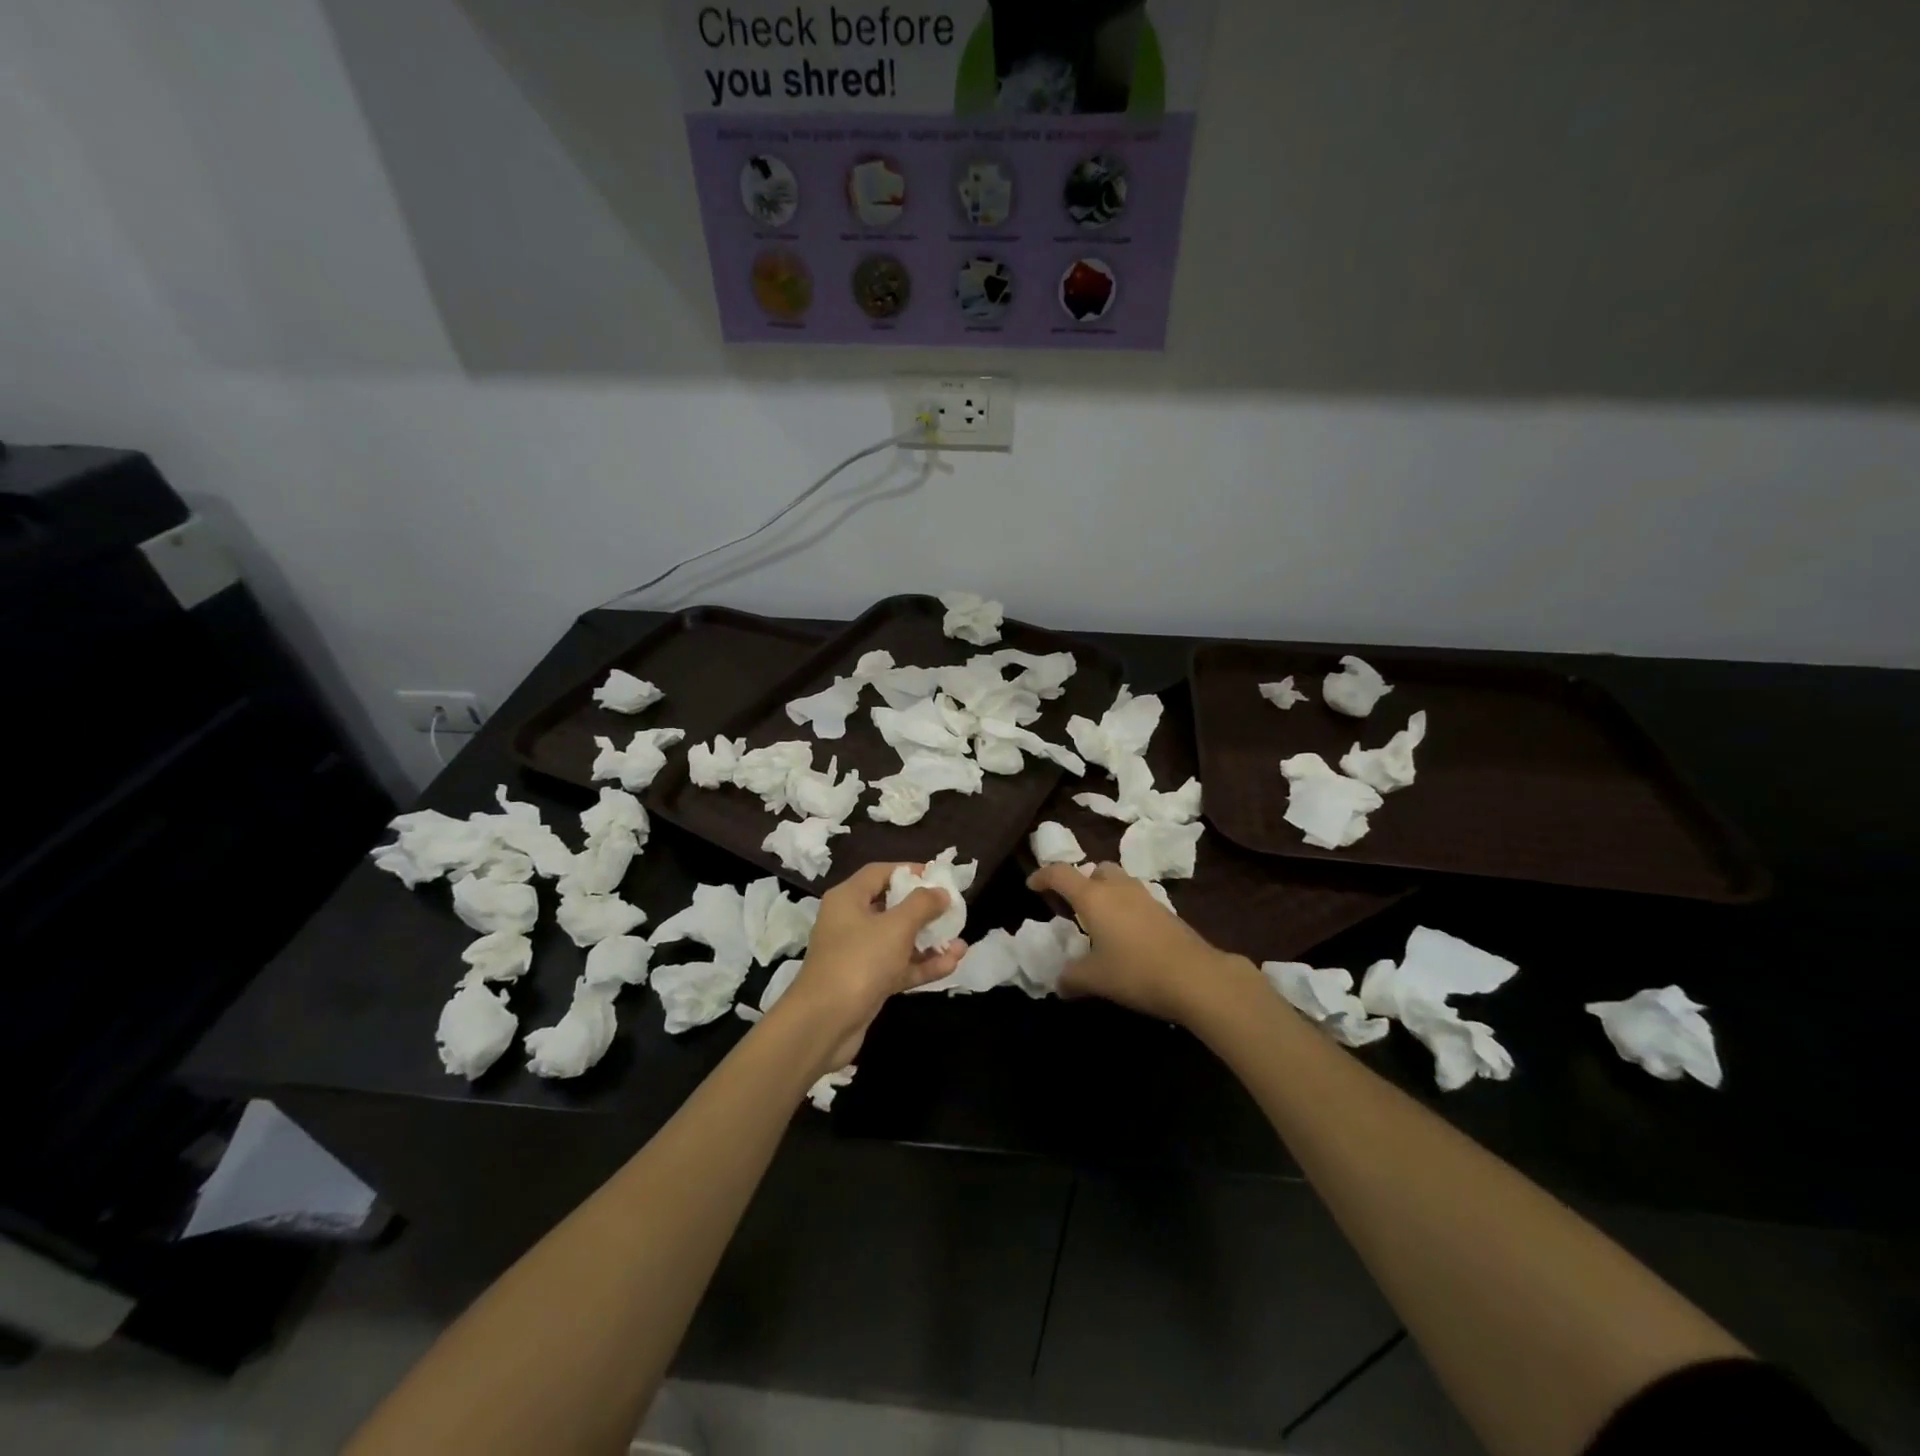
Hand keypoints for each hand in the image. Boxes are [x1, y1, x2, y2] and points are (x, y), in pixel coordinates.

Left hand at [777, 862, 966, 1071]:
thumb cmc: (859, 961)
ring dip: (929, 942)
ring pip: (898, 940)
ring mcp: (858, 954)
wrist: (824, 1024)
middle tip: (954, 912)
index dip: (909, 871)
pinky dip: (922, 965)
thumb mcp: (895, 927)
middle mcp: (850, 922)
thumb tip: (940, 892)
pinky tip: (951, 964)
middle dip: (925, 911)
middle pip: (892, 906)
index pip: (880, 873)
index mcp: (848, 899)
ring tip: (961, 943)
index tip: (938, 877)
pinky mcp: (867, 982)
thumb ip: (922, 904)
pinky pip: (898, 966)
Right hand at [1028, 862, 1249, 1025]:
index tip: (1032, 885)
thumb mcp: (1095, 979)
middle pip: (1096, 869)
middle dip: (1082, 881)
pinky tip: (1127, 936)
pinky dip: (1126, 908)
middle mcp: (1118, 889)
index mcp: (1093, 897)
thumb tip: (1059, 982)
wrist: (1196, 977)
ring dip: (1106, 893)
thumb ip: (1071, 977)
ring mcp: (1145, 897)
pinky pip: (1137, 899)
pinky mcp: (1165, 911)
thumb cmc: (1136, 972)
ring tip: (1101, 922)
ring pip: (1119, 881)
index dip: (1043, 875)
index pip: (1061, 874)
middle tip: (1074, 905)